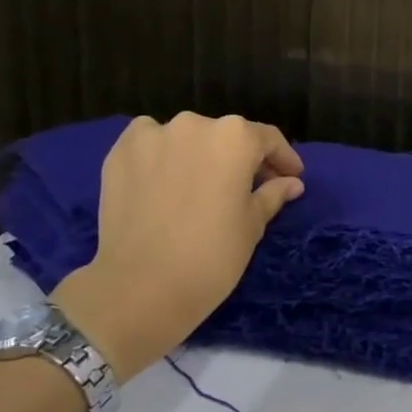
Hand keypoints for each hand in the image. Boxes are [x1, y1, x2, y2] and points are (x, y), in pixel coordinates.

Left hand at [52, 113, 304, 378]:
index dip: (283, 159)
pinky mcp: (120, 153)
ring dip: (199, 155)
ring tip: (201, 185)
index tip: (291, 177)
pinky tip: (164, 179)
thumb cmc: (212, 255)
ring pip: (187, 138)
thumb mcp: (252, 225)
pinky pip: (149, 143)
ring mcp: (153, 135)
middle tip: (247, 187)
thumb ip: (272, 194)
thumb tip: (291, 183)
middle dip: (240, 158)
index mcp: (236, 137)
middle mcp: (196, 124)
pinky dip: (161, 155)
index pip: (268, 139)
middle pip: (227, 136)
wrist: (140, 287)